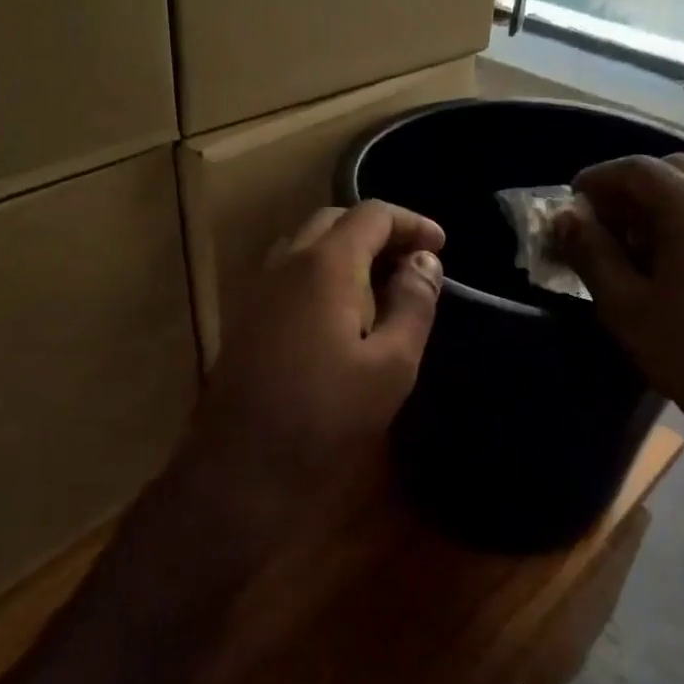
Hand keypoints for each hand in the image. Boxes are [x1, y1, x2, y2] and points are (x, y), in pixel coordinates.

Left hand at [192, 201, 445, 492]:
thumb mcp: (391, 365)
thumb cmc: (326, 418)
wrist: (242, 470)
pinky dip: (323, 274)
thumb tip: (425, 260)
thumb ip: (413, 304)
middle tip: (413, 261)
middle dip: (378, 232)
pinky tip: (342, 312)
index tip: (441, 245)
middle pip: (334, 221)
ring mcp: (259, 290)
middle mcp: (285, 264)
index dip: (411, 222)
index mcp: (324, 266)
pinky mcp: (247, 319)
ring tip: (382, 283)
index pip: (371, 214)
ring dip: (347, 251)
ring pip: (307, 246)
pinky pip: (289, 274)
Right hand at [555, 154, 683, 456]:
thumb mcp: (622, 302)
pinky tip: (667, 257)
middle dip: (628, 189)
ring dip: (657, 202)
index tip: (570, 202)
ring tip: (629, 241)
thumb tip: (567, 218)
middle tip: (598, 222)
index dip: (597, 180)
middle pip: (668, 170)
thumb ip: (590, 251)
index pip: (635, 169)